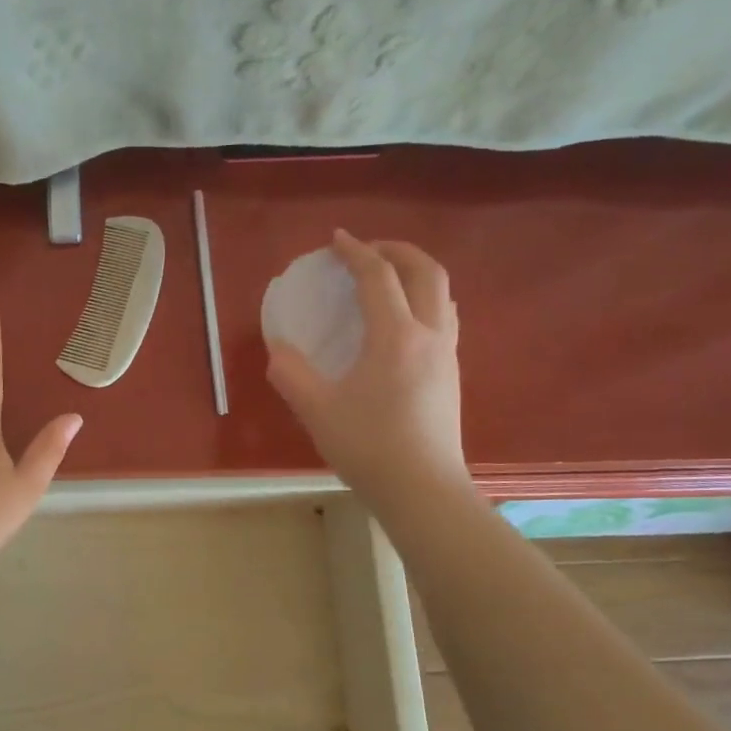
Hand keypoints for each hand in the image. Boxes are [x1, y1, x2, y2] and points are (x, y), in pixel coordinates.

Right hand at [266, 230, 469, 506]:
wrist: (423, 490)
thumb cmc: (369, 447)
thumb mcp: (317, 410)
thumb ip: (291, 375)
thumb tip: (279, 351)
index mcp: (396, 336)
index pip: (378, 277)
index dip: (355, 252)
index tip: (336, 240)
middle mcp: (429, 335)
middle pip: (426, 271)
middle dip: (397, 250)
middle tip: (368, 251)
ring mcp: (446, 355)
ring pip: (443, 294)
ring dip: (416, 273)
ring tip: (388, 279)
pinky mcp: (451, 375)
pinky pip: (444, 317)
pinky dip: (424, 300)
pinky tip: (403, 322)